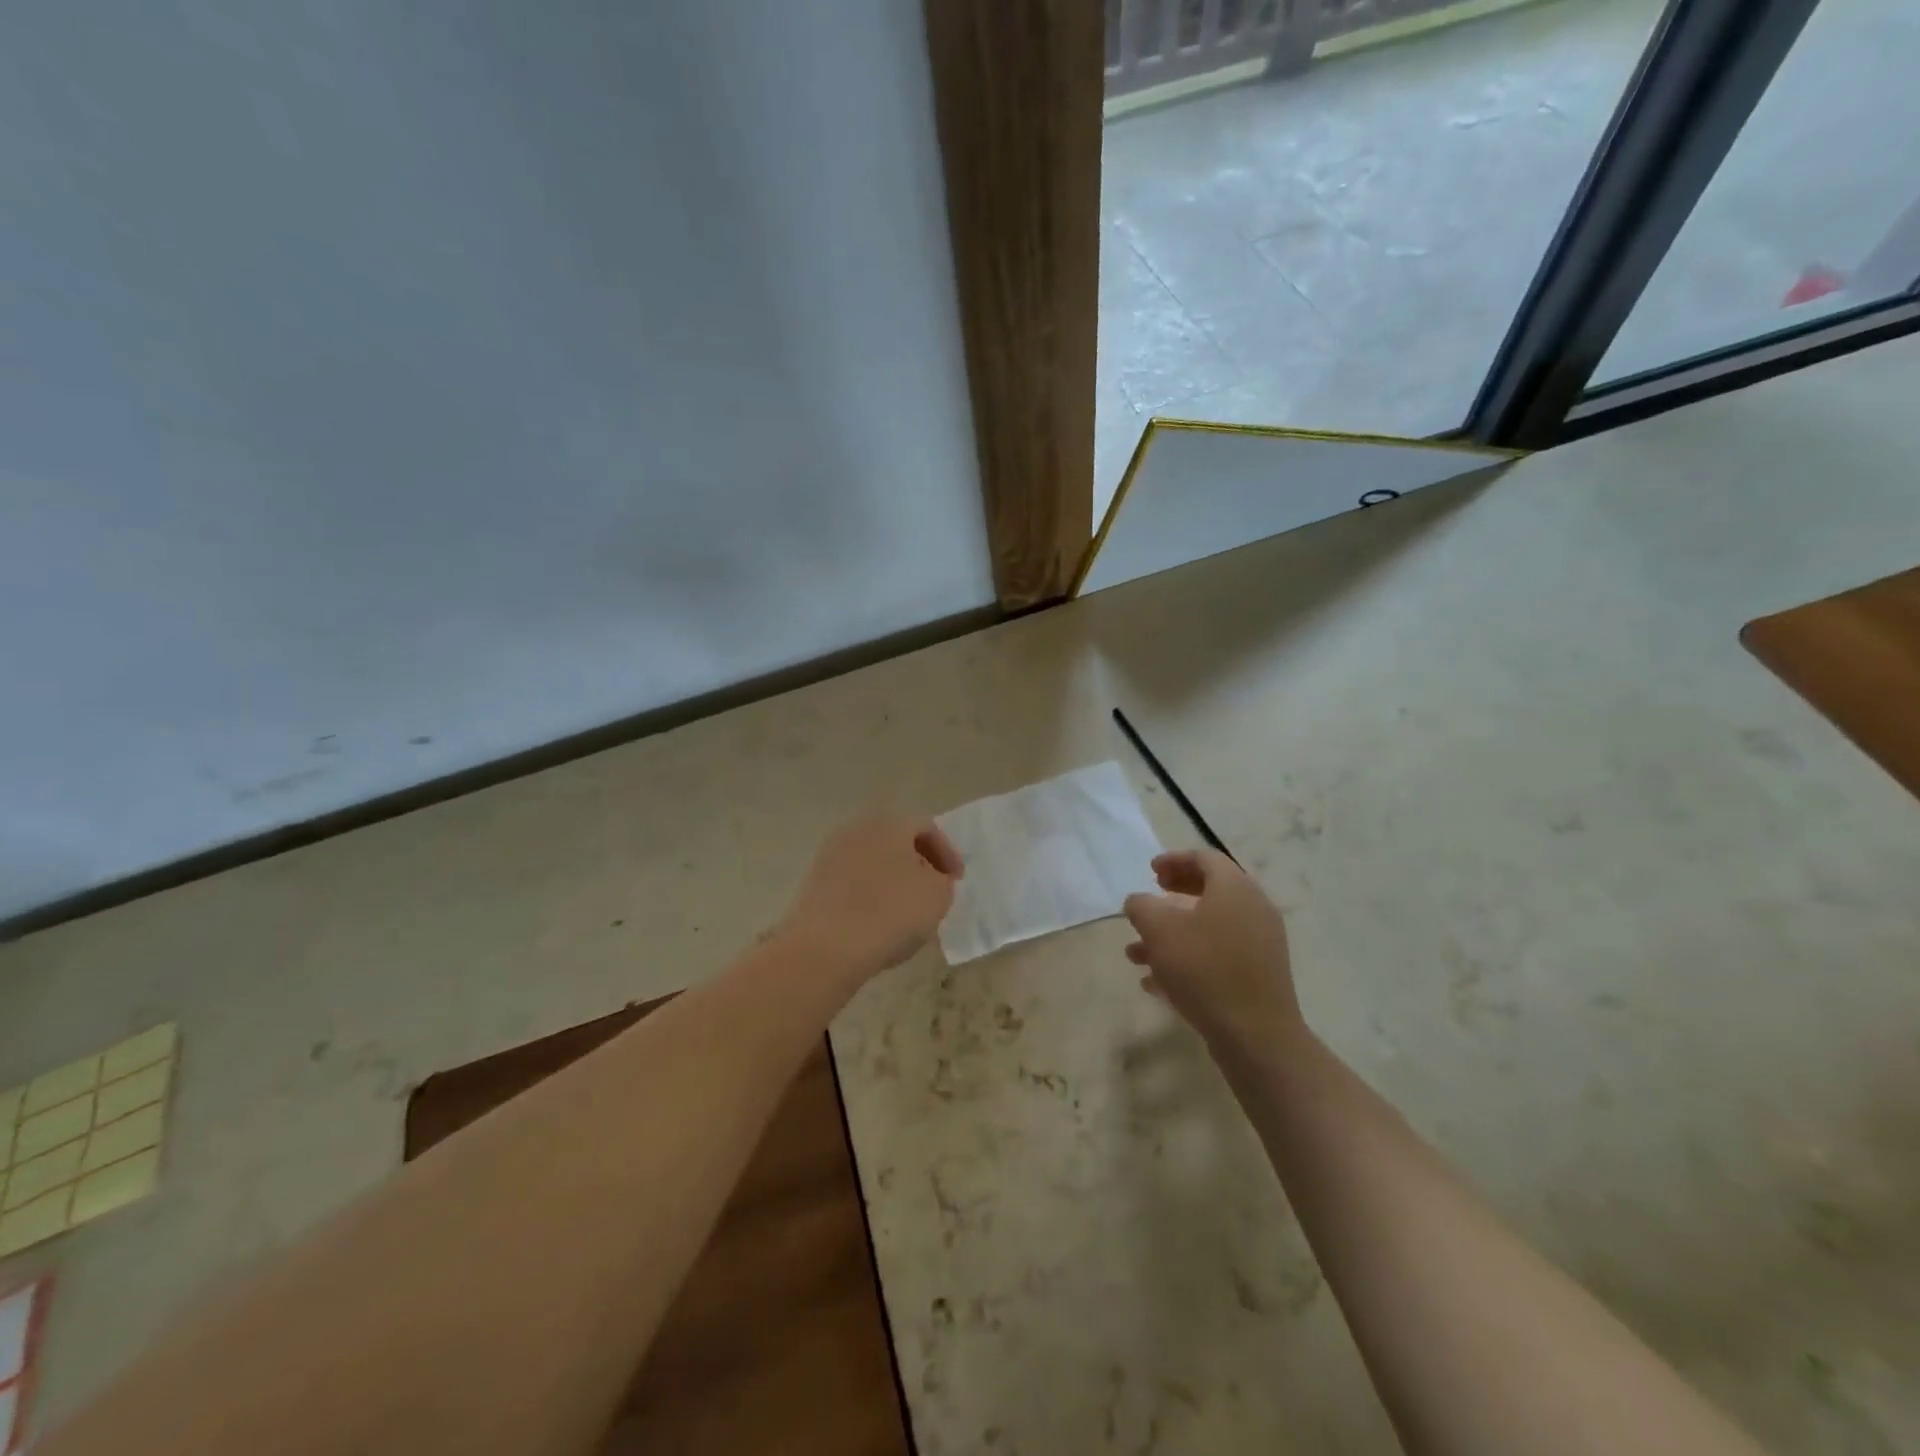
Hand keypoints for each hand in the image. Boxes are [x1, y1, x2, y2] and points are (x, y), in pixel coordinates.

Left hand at [778, 805, 963, 984]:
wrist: (825, 947)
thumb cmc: (890, 912)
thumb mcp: (937, 895)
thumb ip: (942, 880)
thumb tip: (931, 878)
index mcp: (889, 822)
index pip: (926, 827)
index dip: (947, 853)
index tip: (957, 880)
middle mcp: (857, 828)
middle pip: (895, 840)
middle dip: (917, 862)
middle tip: (933, 888)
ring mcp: (831, 854)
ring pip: (873, 860)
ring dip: (892, 878)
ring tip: (907, 908)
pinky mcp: (815, 882)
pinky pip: (853, 881)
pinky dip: (870, 893)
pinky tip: (878, 920)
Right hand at [1123, 849, 1303, 1059]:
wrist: (1256, 1035)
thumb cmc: (1204, 969)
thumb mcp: (1159, 930)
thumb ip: (1142, 906)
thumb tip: (1139, 901)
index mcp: (1235, 888)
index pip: (1205, 858)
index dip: (1174, 860)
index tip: (1150, 871)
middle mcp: (1254, 909)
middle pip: (1212, 889)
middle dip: (1175, 892)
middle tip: (1152, 897)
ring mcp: (1261, 944)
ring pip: (1210, 927)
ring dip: (1174, 933)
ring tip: (1136, 954)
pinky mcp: (1259, 975)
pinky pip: (1219, 955)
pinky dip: (1190, 958)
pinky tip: (1156, 982)